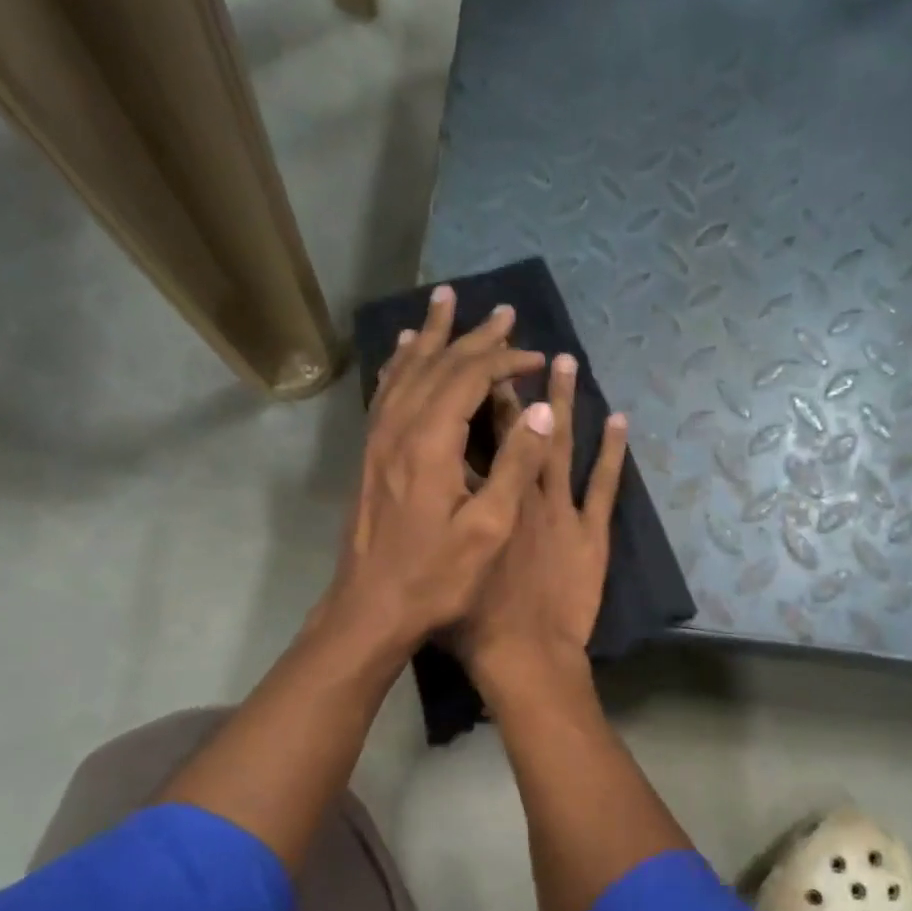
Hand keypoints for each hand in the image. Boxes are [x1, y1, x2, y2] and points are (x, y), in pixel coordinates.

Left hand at [320, 285, 554, 656]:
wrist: (371, 607)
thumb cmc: (435, 576)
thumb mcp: (488, 529)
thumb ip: (515, 465)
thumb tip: (542, 410)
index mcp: (430, 441)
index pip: (470, 378)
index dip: (506, 360)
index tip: (539, 357)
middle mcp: (398, 428)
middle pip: (437, 364)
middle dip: (473, 336)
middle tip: (502, 310)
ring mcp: (378, 440)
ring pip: (406, 371)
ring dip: (432, 337)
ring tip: (444, 303)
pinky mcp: (369, 455)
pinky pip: (385, 393)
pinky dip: (400, 365)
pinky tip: (403, 355)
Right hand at [452, 352, 627, 693]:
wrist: (524, 653)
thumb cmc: (476, 617)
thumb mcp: (451, 561)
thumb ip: (446, 520)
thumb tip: (435, 486)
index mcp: (486, 500)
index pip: (479, 439)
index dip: (478, 400)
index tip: (482, 365)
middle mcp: (524, 493)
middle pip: (522, 430)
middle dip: (519, 387)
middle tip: (523, 347)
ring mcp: (561, 511)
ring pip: (564, 445)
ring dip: (566, 400)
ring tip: (568, 360)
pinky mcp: (591, 533)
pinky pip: (604, 485)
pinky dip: (613, 451)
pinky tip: (619, 419)